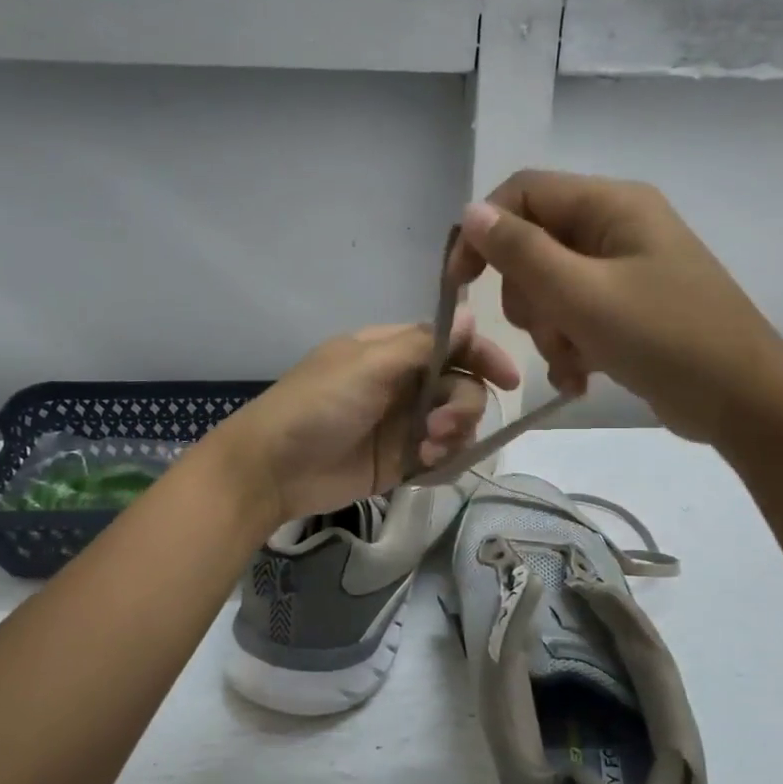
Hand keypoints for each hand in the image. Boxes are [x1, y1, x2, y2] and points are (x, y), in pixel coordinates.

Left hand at [210, 308, 517, 525]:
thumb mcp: (369, 365)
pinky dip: (444, 461)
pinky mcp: (402, 460)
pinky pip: (442, 456)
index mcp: (394, 350)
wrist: (274, 469)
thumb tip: (469, 314)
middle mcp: (405, 383)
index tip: (508, 378)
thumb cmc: (317, 404)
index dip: (483, 355)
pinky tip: (425, 467)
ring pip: (457, 423)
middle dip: (462, 406)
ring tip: (427, 452)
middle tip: (439, 428)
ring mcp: (404, 423)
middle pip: (462, 385)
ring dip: (454, 435)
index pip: (453, 344)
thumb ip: (424, 345)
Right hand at [449, 169, 782, 443]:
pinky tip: (580, 379)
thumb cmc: (663, 338)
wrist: (742, 399)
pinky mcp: (631, 309)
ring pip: (552, 289)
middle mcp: (618, 227)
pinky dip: (570, 347)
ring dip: (550, 332)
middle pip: (535, 246)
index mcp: (611, 204)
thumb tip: (471, 212)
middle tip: (549, 331)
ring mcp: (626, 270)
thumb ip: (521, 252)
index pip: (524, 192)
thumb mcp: (582, 295)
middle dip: (529, 298)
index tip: (460, 284)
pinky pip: (577, 317)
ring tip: (574, 363)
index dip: (484, 231)